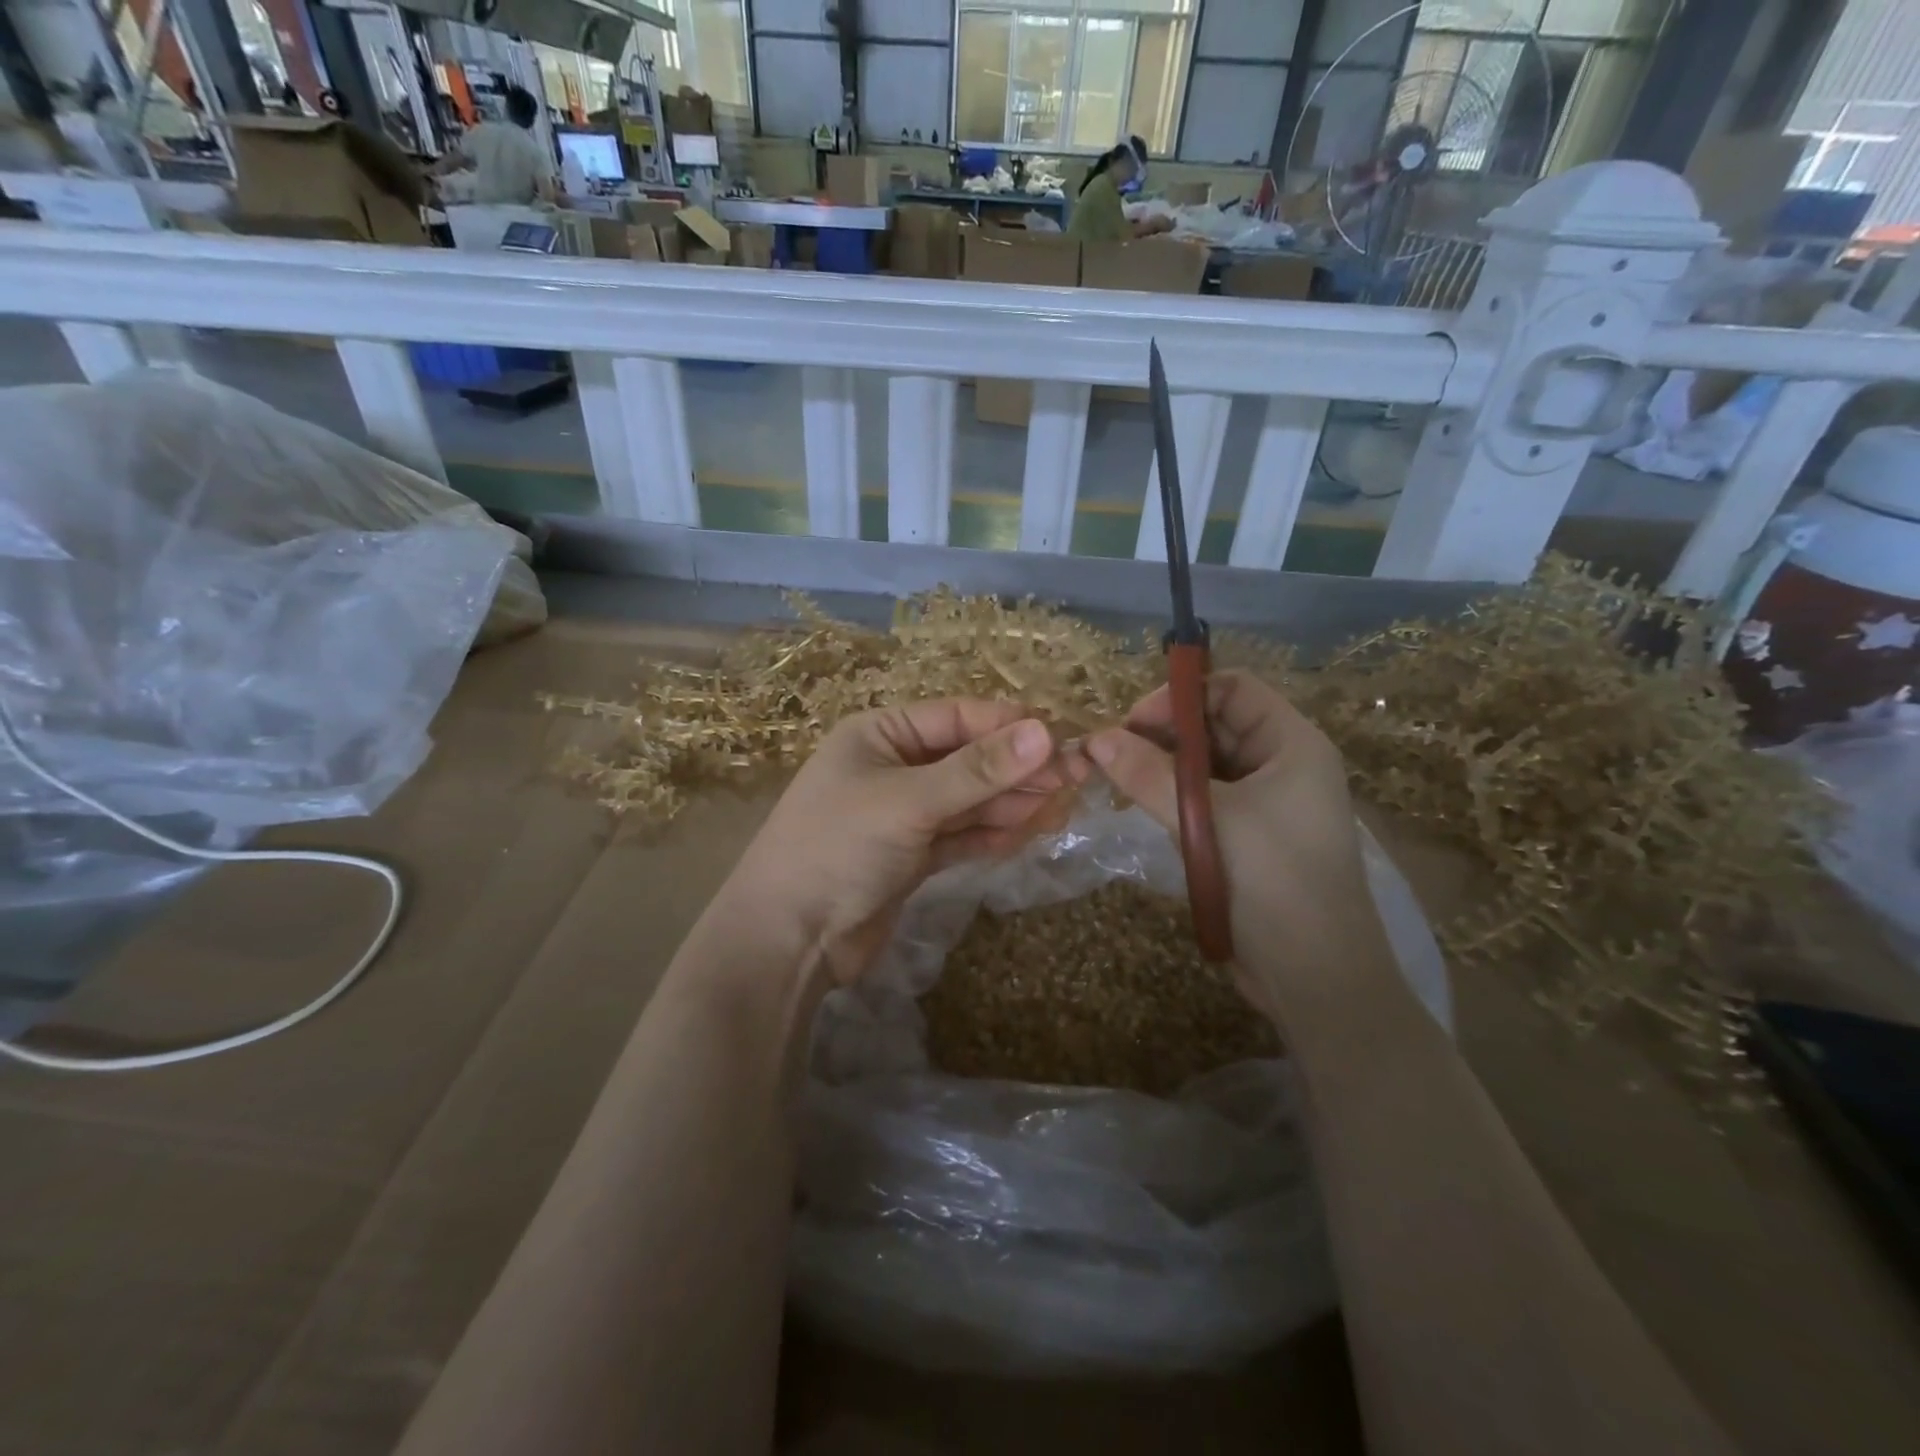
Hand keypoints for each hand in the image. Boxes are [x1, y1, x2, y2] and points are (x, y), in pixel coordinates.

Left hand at [724, 700, 1077, 983]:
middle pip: (967, 759)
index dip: (1009, 727)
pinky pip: (961, 835)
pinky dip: (991, 834)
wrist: (787, 940)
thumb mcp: (909, 802)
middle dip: (1016, 770)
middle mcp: (892, 767)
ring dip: (1010, 803)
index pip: (957, 717)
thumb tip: (1046, 733)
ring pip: (968, 800)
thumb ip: (978, 771)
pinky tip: (1028, 833)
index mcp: (880, 734)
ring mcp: (903, 814)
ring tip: (1060, 807)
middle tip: (1073, 779)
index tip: (1061, 740)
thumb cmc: (838, 848)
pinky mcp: (912, 856)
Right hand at [1086, 672, 1389, 1007]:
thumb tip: (1095, 738)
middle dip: (1162, 733)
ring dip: (1161, 768)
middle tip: (1110, 755)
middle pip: (1214, 725)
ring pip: (1204, 766)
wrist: (1316, 978)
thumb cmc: (1274, 881)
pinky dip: (1170, 799)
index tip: (1131, 724)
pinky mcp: (1245, 838)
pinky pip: (1202, 801)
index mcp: (1292, 744)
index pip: (1232, 688)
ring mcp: (1264, 804)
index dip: (1180, 696)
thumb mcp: (1208, 819)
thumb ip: (1149, 774)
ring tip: (1116, 782)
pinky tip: (1140, 809)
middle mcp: (1281, 765)